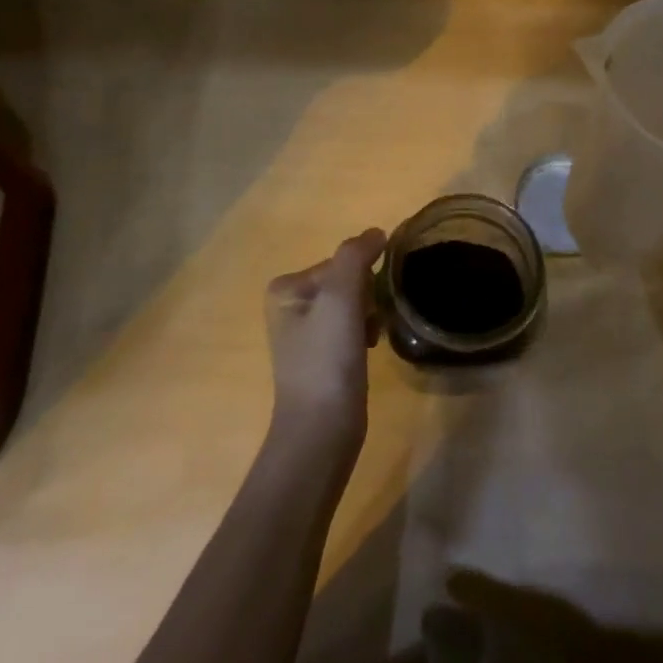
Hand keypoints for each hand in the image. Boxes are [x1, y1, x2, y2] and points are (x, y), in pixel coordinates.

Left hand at [264, 229, 386, 454]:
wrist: (321, 430)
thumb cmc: (327, 360)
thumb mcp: (341, 299)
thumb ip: (356, 257)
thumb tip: (377, 232)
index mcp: (286, 287)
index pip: (341, 263)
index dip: (362, 283)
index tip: (365, 310)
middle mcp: (290, 304)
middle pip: (348, 282)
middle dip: (366, 300)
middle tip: (367, 328)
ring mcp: (305, 332)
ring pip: (354, 304)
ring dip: (369, 316)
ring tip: (368, 342)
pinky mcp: (321, 355)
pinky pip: (352, 326)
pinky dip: (365, 334)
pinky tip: (366, 352)